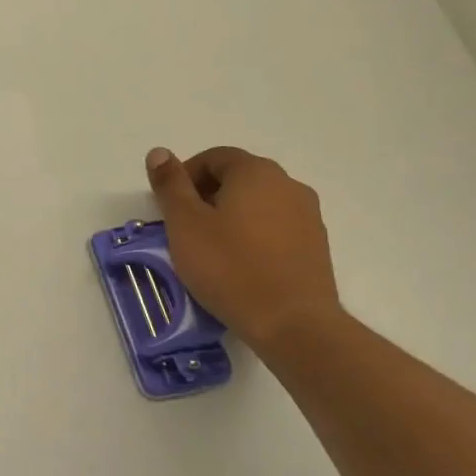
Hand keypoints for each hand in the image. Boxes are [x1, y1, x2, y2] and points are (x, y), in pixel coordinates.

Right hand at [145, 145, 342, 351]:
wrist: (293, 323)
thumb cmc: (230, 267)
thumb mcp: (185, 224)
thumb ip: (170, 185)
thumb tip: (159, 152)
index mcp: (256, 172)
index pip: (214, 157)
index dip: (186, 176)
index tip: (170, 206)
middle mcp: (288, 185)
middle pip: (238, 178)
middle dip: (207, 195)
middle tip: (184, 228)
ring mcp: (308, 216)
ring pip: (258, 204)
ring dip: (230, 216)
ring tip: (210, 249)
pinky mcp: (316, 246)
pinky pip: (275, 228)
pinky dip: (252, 235)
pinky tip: (239, 264)